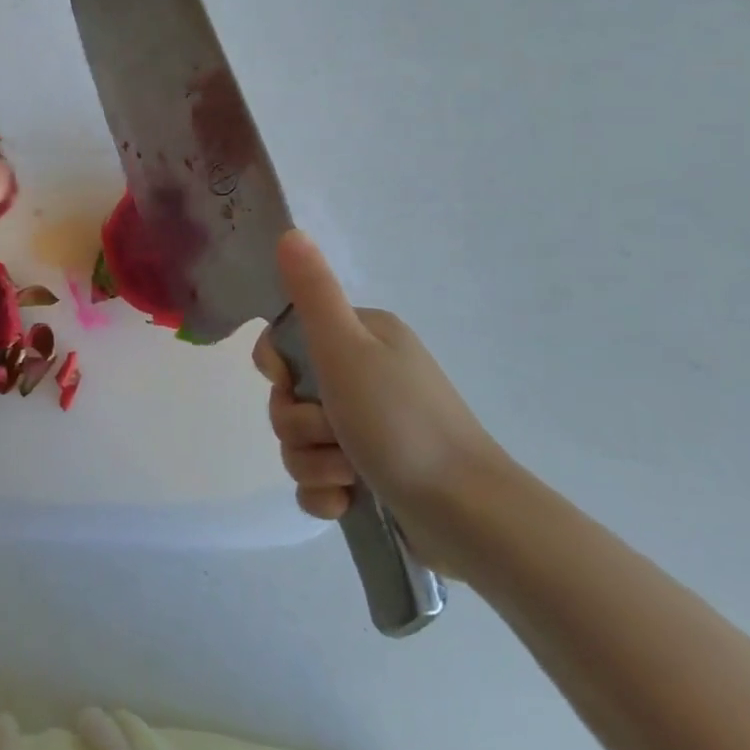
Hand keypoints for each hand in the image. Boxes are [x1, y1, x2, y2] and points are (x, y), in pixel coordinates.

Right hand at [252, 230, 506, 573]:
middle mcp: (365, 376)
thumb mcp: (346, 348)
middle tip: (333, 435)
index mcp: (362, 338)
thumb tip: (290, 232)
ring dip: (313, 462)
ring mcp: (369, 428)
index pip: (287, 340)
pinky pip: (319, 479)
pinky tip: (346, 504)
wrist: (471, 517)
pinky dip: (325, 493)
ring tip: (350, 476)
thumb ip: (313, 292)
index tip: (291, 383)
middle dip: (299, 425)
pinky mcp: (372, 475)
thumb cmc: (402, 423)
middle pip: (290, 396)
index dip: (278, 367)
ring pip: (300, 440)